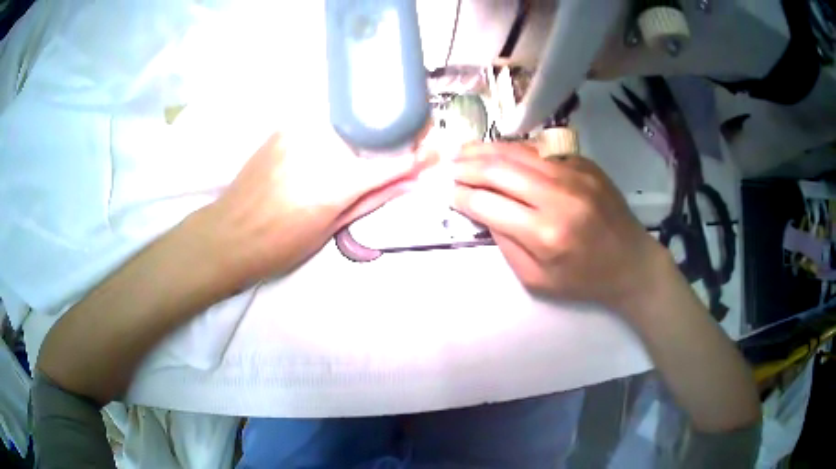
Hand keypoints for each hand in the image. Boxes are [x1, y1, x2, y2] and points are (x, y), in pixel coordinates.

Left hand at [204, 131, 422, 284]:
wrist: (228, 233)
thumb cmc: (279, 244)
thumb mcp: (330, 229)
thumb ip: (373, 198)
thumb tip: (411, 182)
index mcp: (334, 184)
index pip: (391, 161)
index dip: (419, 155)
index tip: (436, 151)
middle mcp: (320, 149)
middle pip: (375, 129)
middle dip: (400, 132)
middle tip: (413, 140)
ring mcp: (300, 132)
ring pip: (352, 117)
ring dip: (374, 124)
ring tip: (383, 135)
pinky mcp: (286, 126)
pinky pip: (327, 116)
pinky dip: (346, 122)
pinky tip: (348, 133)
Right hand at [451, 142, 668, 315]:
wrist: (631, 262)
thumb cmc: (584, 279)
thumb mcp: (537, 280)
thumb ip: (506, 245)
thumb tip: (483, 211)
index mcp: (545, 233)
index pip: (489, 204)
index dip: (462, 196)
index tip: (449, 193)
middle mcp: (558, 196)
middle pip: (500, 170)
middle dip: (467, 167)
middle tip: (449, 166)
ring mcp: (574, 174)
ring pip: (518, 152)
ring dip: (486, 149)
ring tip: (464, 150)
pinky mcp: (584, 164)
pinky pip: (541, 149)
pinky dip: (515, 149)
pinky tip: (500, 150)